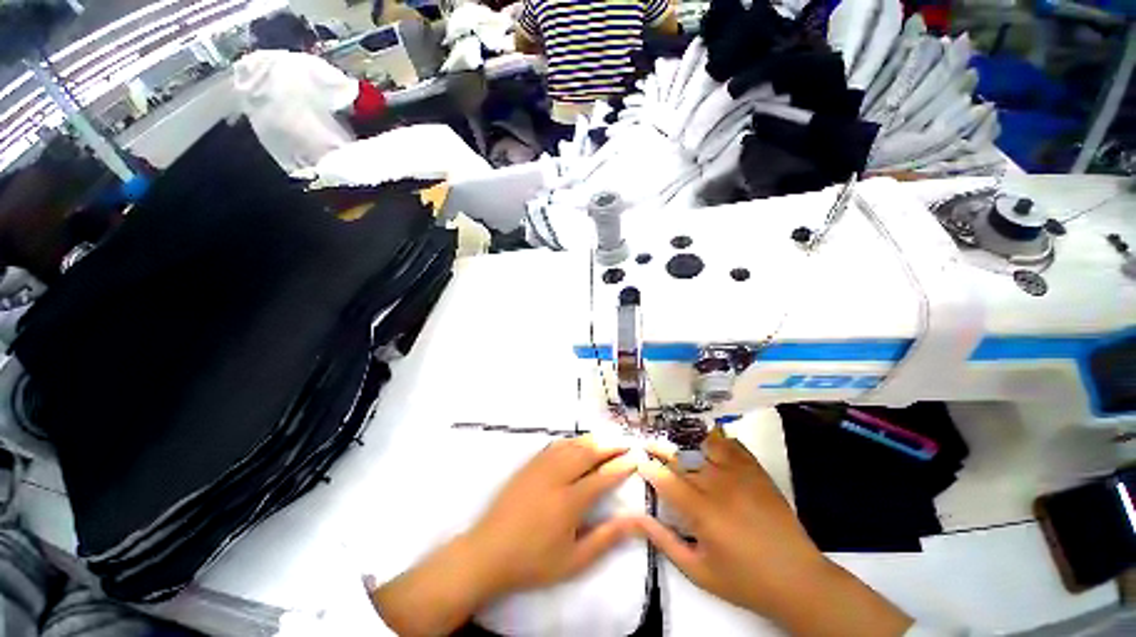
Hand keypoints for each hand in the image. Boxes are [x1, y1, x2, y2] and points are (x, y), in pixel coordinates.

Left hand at [372, 435, 636, 635]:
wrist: (488, 552)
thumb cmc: (532, 562)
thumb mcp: (573, 561)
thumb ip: (605, 539)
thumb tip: (634, 520)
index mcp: (569, 501)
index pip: (603, 477)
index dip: (621, 466)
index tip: (636, 458)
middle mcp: (557, 476)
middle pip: (589, 452)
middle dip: (610, 445)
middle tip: (626, 442)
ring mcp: (541, 467)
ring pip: (572, 445)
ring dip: (593, 439)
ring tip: (608, 438)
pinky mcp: (529, 464)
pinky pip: (555, 445)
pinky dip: (572, 440)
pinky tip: (578, 442)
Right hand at [635, 428, 911, 636]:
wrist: (798, 580)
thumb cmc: (744, 581)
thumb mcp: (698, 572)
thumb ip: (665, 542)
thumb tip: (638, 518)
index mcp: (702, 511)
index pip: (665, 479)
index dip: (648, 467)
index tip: (639, 461)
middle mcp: (718, 485)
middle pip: (681, 456)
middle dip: (660, 448)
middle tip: (649, 445)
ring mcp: (740, 474)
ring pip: (705, 444)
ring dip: (687, 440)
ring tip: (677, 441)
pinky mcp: (757, 472)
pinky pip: (732, 445)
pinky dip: (717, 439)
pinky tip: (709, 443)